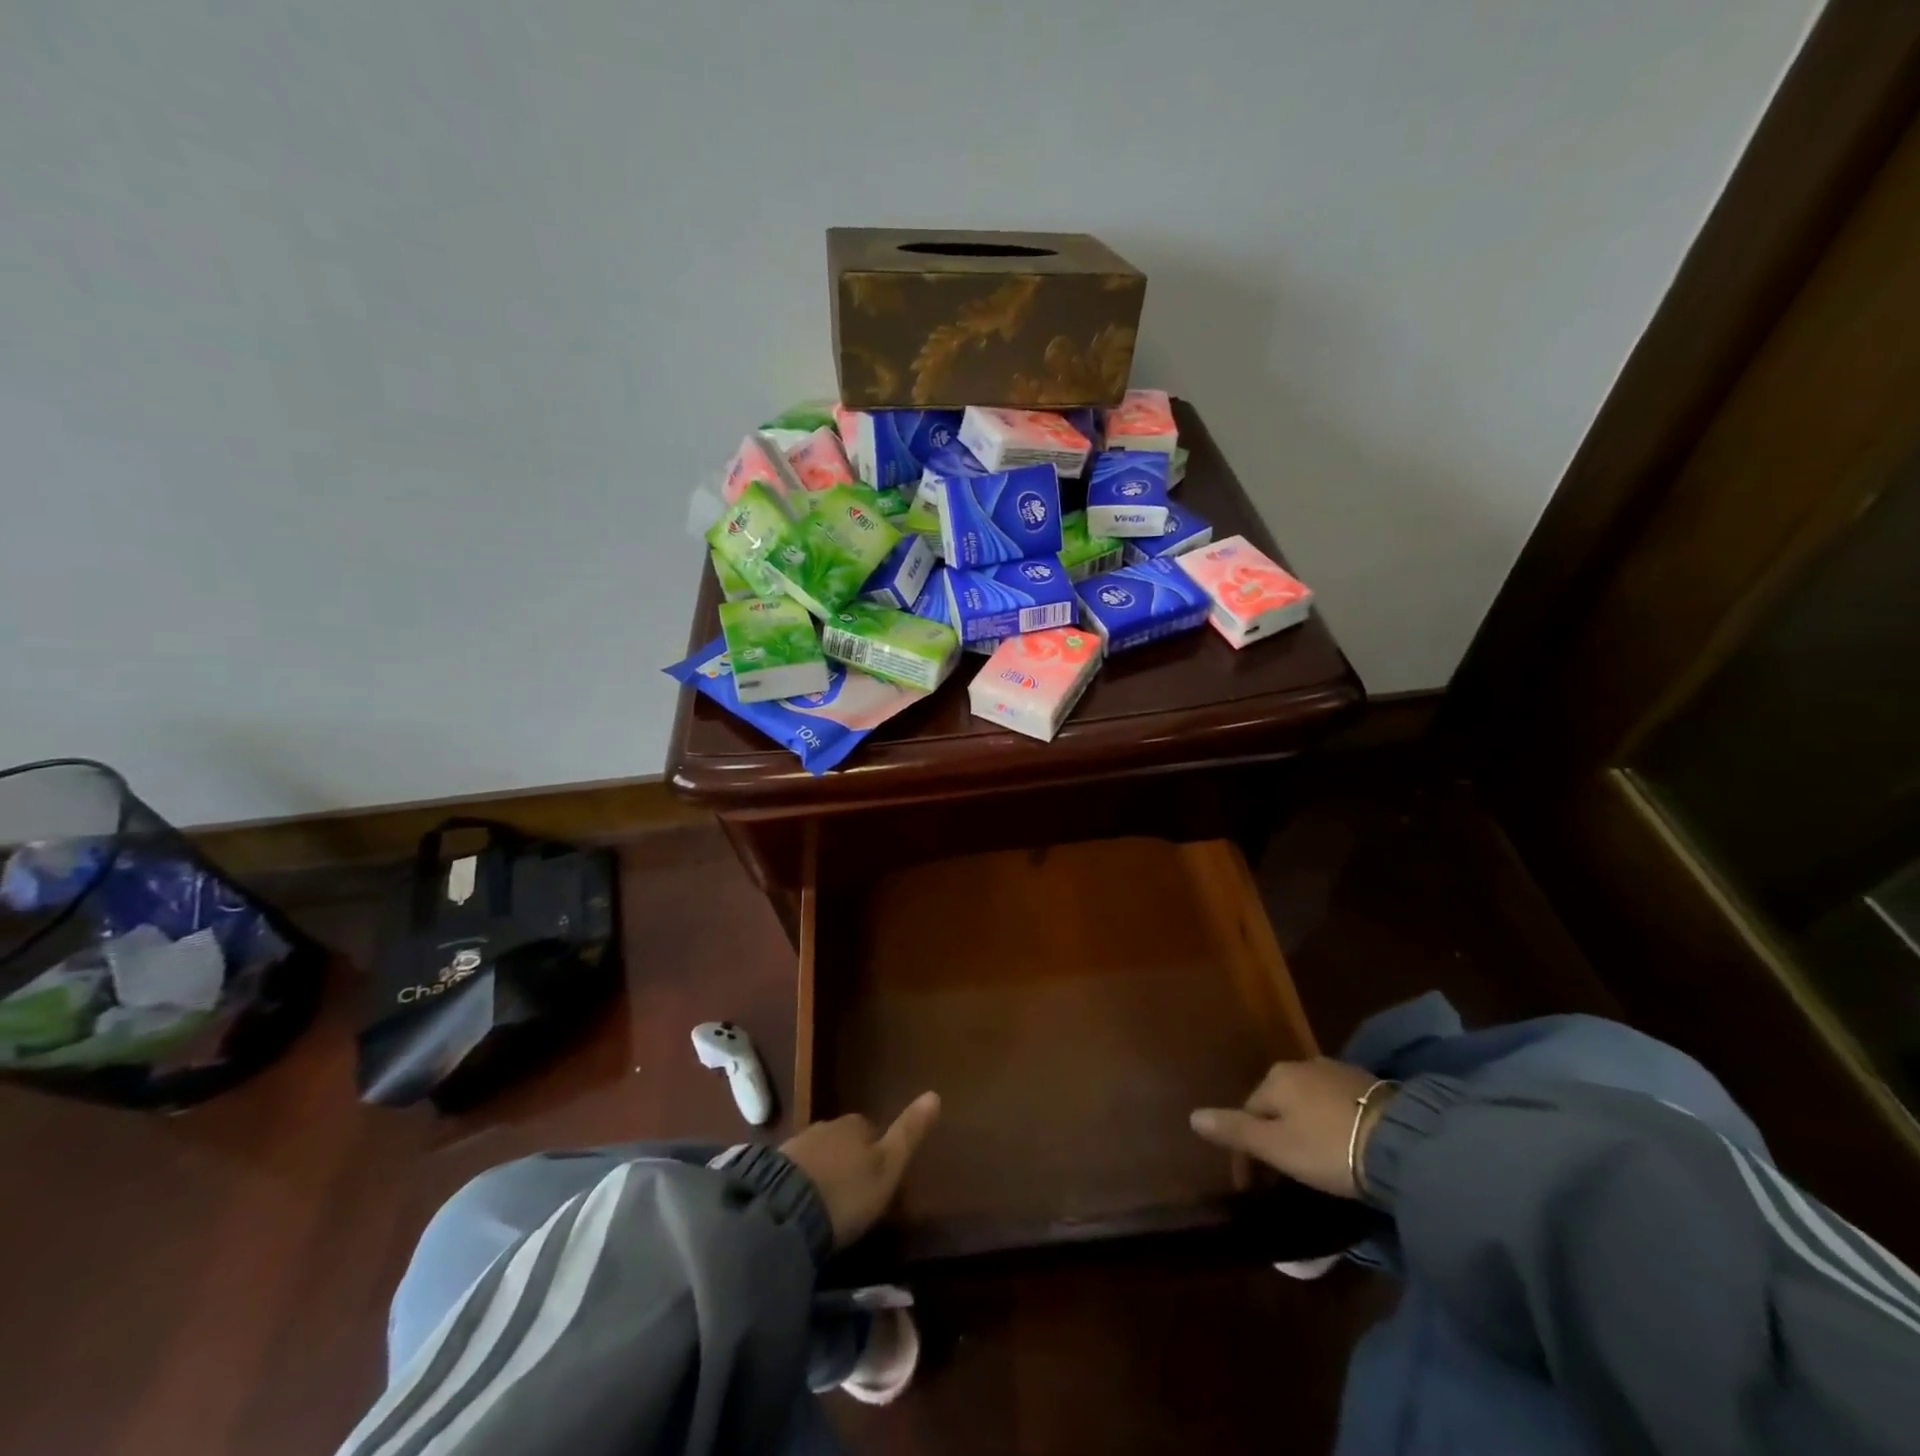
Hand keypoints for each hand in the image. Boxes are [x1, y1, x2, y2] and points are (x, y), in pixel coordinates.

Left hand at [781, 1091, 940, 1247]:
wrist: (784, 1212)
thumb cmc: (847, 1192)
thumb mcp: (888, 1167)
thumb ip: (909, 1133)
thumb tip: (935, 1093)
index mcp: (854, 1125)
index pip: (870, 1129)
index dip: (876, 1151)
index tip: (877, 1178)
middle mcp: (825, 1126)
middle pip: (842, 1140)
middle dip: (847, 1159)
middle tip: (852, 1193)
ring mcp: (795, 1146)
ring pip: (817, 1154)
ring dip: (823, 1171)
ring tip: (827, 1203)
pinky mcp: (771, 1170)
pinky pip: (794, 1172)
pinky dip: (800, 1184)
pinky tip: (801, 1206)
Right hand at [1189, 1059, 1392, 1198]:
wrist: (1403, 1143)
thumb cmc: (1329, 1147)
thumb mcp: (1277, 1147)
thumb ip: (1235, 1131)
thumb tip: (1192, 1115)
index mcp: (1275, 1078)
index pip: (1248, 1113)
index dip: (1246, 1152)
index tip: (1252, 1188)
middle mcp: (1301, 1066)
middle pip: (1276, 1105)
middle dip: (1274, 1135)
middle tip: (1283, 1175)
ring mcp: (1336, 1072)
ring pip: (1306, 1102)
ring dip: (1302, 1127)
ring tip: (1312, 1161)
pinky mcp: (1367, 1085)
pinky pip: (1333, 1104)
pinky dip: (1328, 1123)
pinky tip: (1340, 1144)